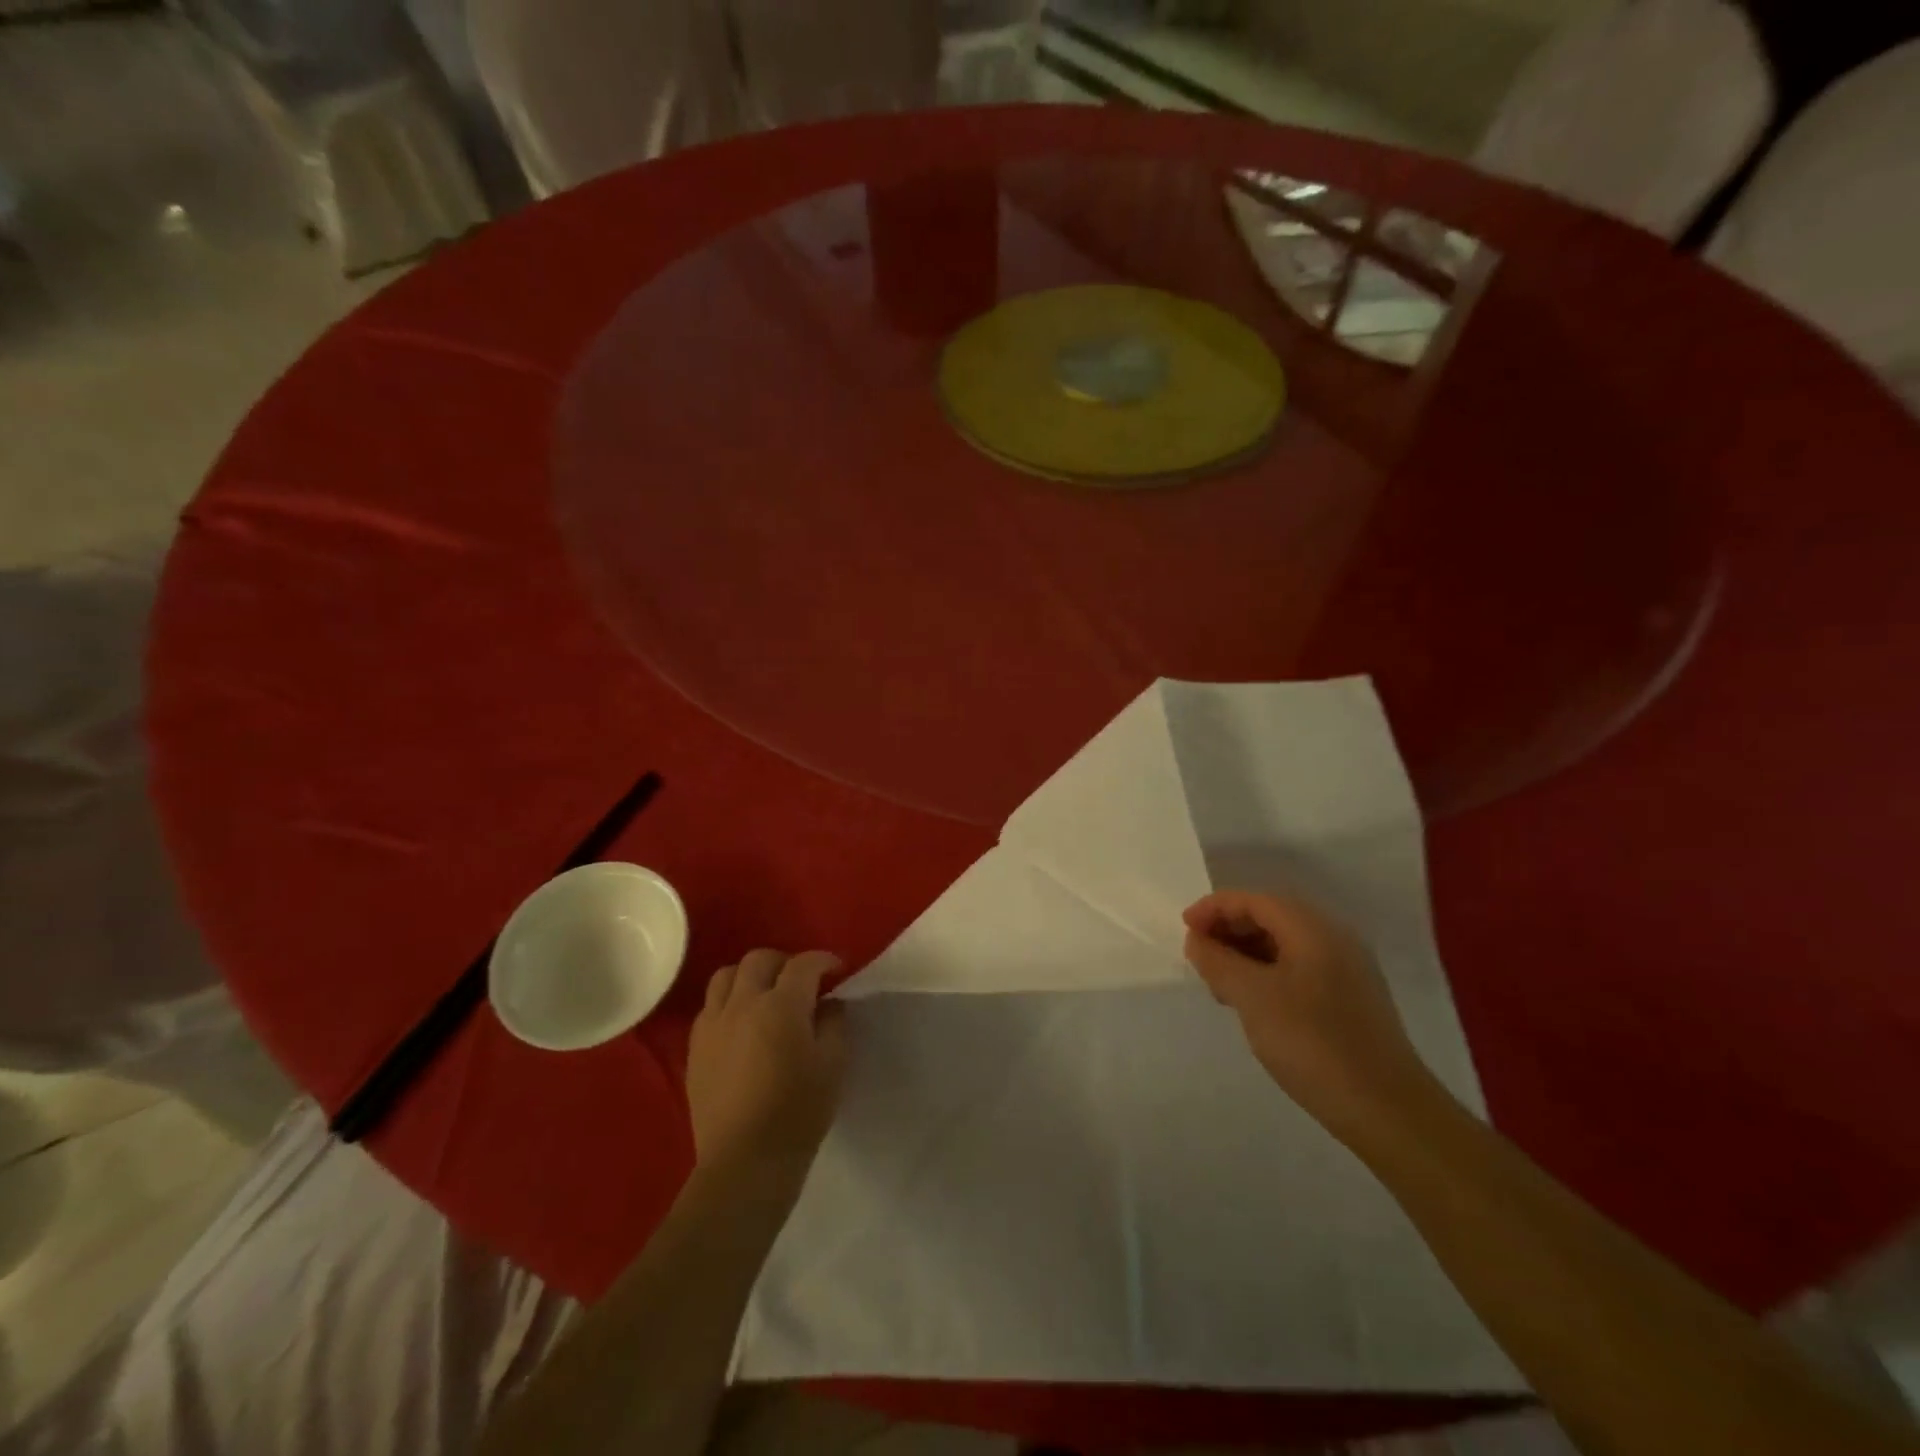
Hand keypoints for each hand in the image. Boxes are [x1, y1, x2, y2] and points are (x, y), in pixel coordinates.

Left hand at [687, 949, 847, 1185]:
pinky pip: (710, 1007)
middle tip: (802, 983)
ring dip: (751, 977)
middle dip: (785, 963)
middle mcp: (743, 1004)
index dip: (825, 962)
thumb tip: (828, 1002)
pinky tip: (742, 1025)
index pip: (804, 964)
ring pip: (726, 976)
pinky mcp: (695, 1048)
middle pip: (760, 960)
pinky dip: (729, 1002)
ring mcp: (713, 1024)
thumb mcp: (833, 1064)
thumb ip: (834, 1023)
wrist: (745, 1162)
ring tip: (766, 996)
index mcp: (781, 1005)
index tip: (838, 972)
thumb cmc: (798, 1112)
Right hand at [1183, 890, 1438, 1142]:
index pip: (1254, 900)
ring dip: (1246, 953)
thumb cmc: (1313, 1043)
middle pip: (1270, 916)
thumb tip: (1198, 940)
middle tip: (1199, 957)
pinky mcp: (1350, 999)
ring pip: (1284, 944)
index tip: (1184, 931)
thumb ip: (1218, 961)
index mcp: (1313, 928)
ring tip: (1218, 982)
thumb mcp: (1252, 997)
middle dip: (1229, 929)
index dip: (1214, 908)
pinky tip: (1252, 1002)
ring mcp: (1346, 970)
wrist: (1386, 1110)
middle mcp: (1334, 938)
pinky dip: (1267, 972)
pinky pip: (1299, 968)